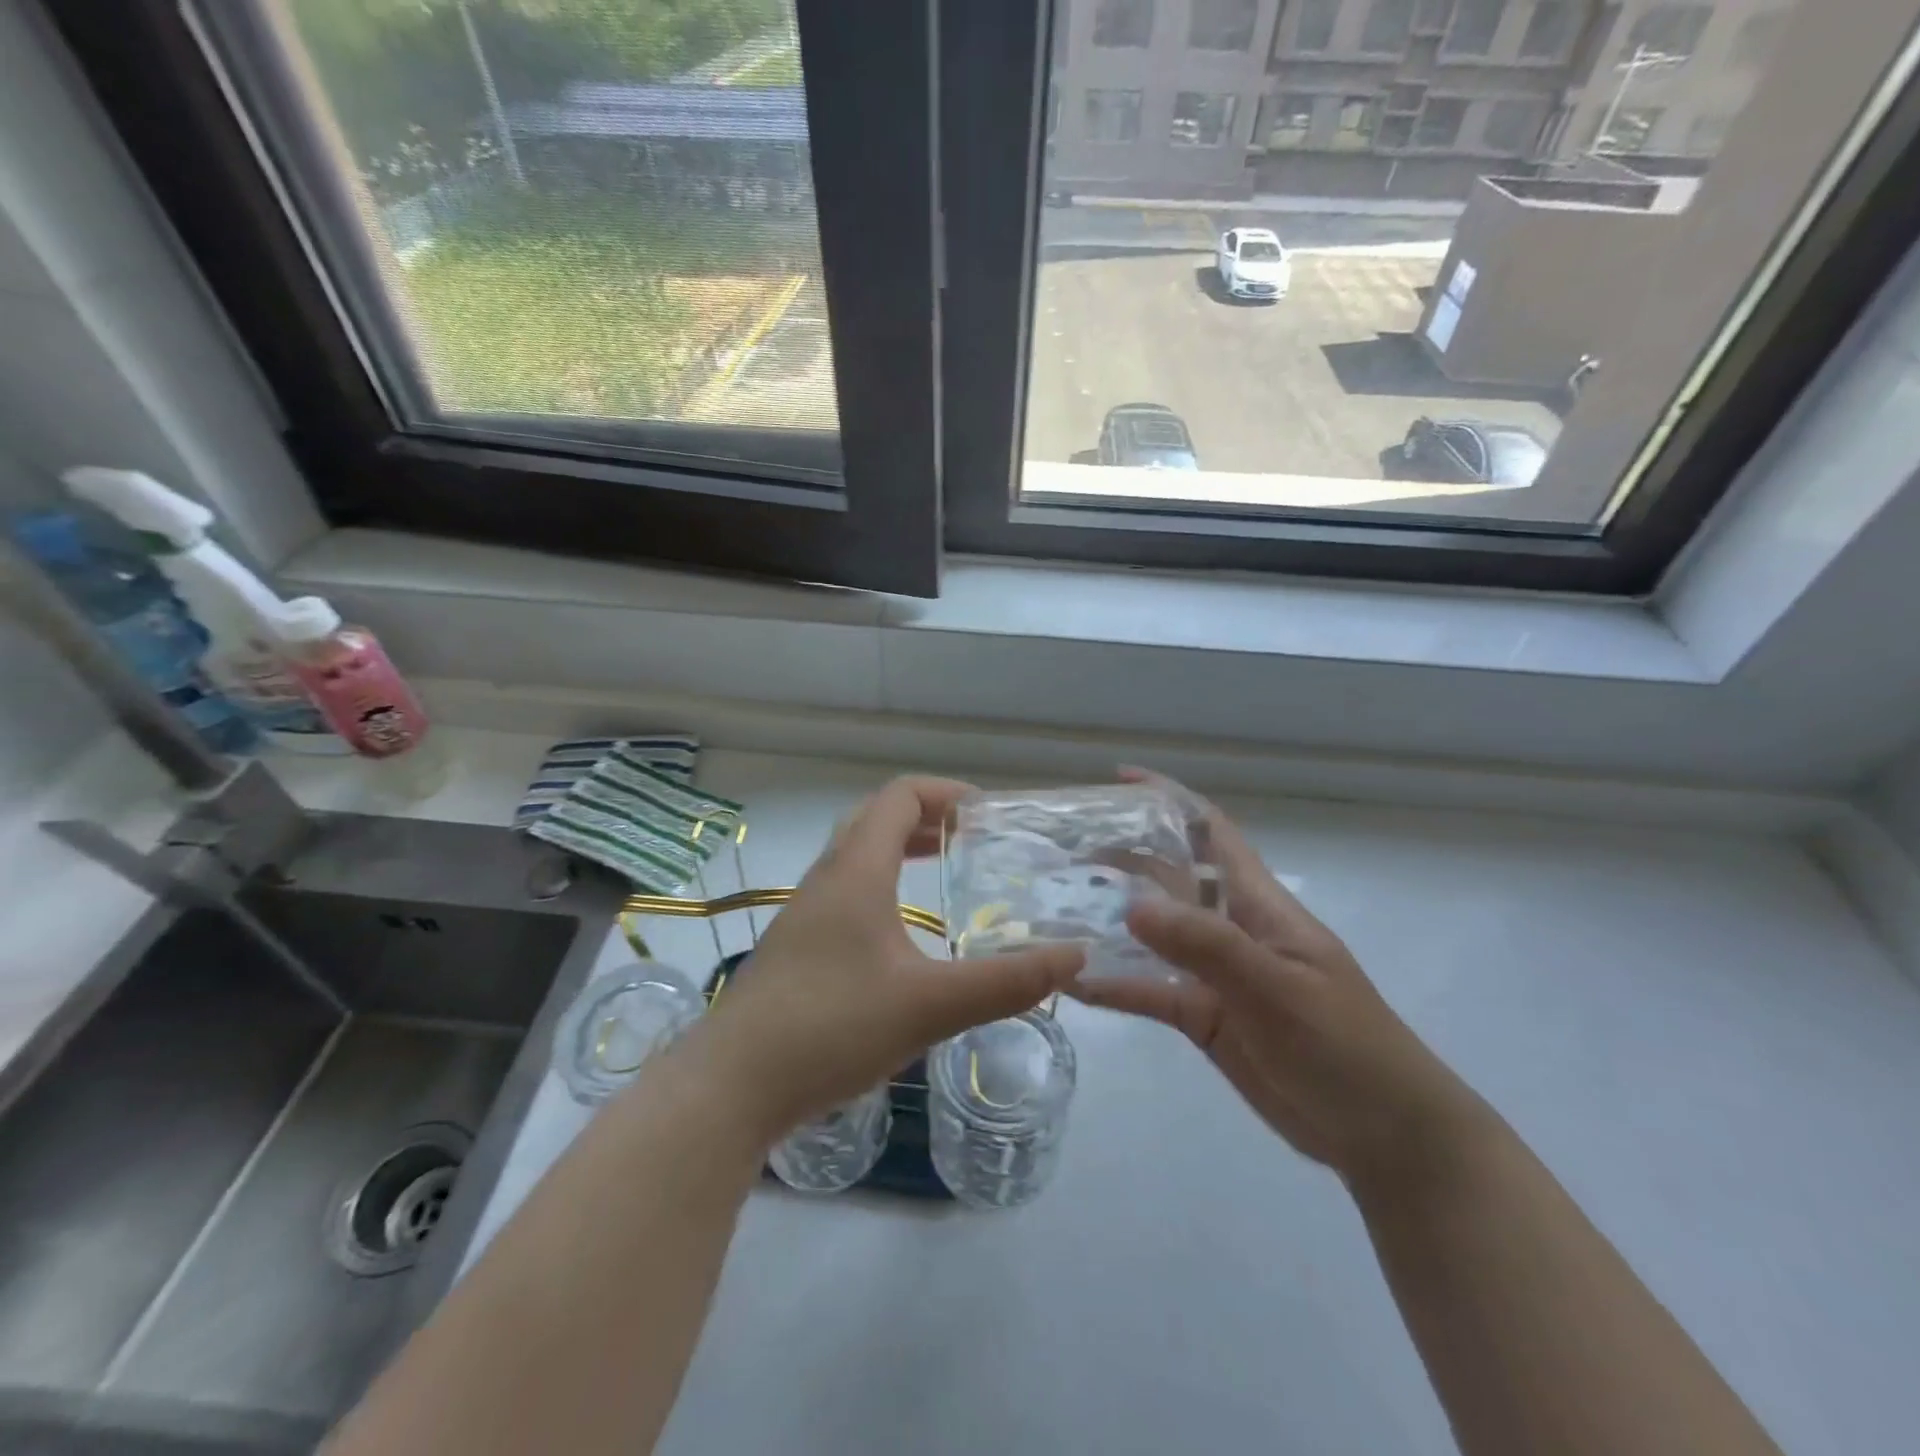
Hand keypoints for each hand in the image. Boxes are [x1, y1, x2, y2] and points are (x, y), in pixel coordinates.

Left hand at [697, 777, 1084, 1141]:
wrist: (732, 1085)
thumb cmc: (831, 1026)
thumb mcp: (930, 1005)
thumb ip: (1005, 981)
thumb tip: (1074, 956)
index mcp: (856, 871)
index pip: (899, 796)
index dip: (946, 793)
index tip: (988, 814)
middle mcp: (827, 878)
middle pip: (875, 818)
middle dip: (926, 818)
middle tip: (972, 839)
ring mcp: (805, 914)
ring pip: (856, 856)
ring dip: (899, 850)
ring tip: (943, 872)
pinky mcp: (797, 948)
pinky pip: (846, 892)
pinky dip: (882, 886)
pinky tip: (902, 934)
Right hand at [1071, 770, 1487, 1189]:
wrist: (1383, 1134)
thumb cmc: (1344, 1044)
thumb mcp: (1277, 988)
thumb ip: (1206, 945)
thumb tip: (1132, 904)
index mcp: (1259, 904)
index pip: (1212, 831)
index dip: (1171, 800)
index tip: (1120, 781)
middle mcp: (1232, 928)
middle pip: (1171, 878)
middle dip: (1126, 858)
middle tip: (1067, 852)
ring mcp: (1216, 975)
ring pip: (1154, 936)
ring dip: (1111, 922)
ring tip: (1057, 910)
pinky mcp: (1204, 1018)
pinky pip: (1151, 992)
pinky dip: (1115, 986)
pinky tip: (1074, 983)